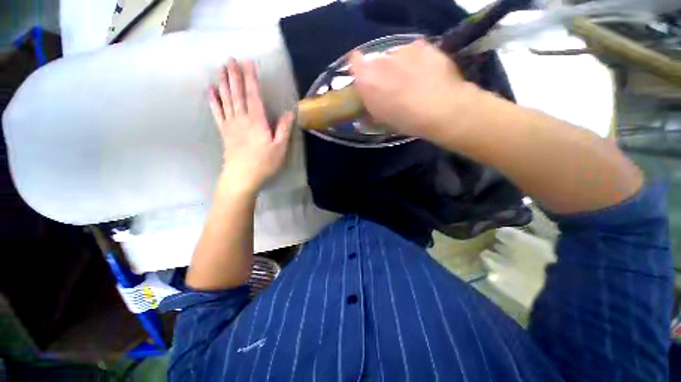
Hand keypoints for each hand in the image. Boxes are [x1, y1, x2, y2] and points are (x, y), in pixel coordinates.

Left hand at [208, 59, 293, 194]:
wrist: (242, 177)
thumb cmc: (264, 163)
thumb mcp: (280, 148)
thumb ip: (284, 129)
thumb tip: (289, 112)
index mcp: (257, 121)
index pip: (253, 95)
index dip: (251, 78)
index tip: (248, 63)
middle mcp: (242, 118)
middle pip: (237, 93)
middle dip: (234, 75)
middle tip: (230, 59)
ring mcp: (230, 124)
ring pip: (226, 99)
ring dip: (223, 83)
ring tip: (220, 68)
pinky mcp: (224, 132)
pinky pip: (217, 112)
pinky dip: (213, 100)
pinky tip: (210, 90)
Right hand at [349, 40, 479, 143]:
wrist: (440, 109)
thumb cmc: (405, 120)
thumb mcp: (381, 120)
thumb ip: (369, 112)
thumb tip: (364, 115)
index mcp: (367, 79)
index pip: (354, 61)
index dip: (359, 69)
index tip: (365, 80)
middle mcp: (381, 59)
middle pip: (376, 59)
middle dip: (380, 70)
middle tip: (391, 85)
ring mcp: (403, 49)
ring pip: (395, 55)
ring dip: (399, 65)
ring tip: (412, 80)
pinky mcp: (423, 45)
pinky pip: (414, 51)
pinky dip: (417, 60)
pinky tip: (426, 73)